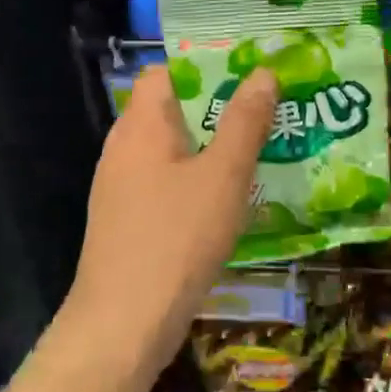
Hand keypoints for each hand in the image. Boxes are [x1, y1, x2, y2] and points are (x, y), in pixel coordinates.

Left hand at [67, 64, 277, 358]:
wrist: (123, 325)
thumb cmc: (177, 237)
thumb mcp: (224, 174)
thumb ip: (244, 121)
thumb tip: (263, 73)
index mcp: (142, 125)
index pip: (166, 72)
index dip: (205, 66)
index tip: (250, 74)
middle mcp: (124, 147)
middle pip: (172, 109)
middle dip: (219, 107)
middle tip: (268, 110)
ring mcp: (121, 187)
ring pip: (173, 149)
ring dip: (212, 146)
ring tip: (260, 149)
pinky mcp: (128, 220)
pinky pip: (167, 182)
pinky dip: (197, 179)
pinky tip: (230, 198)